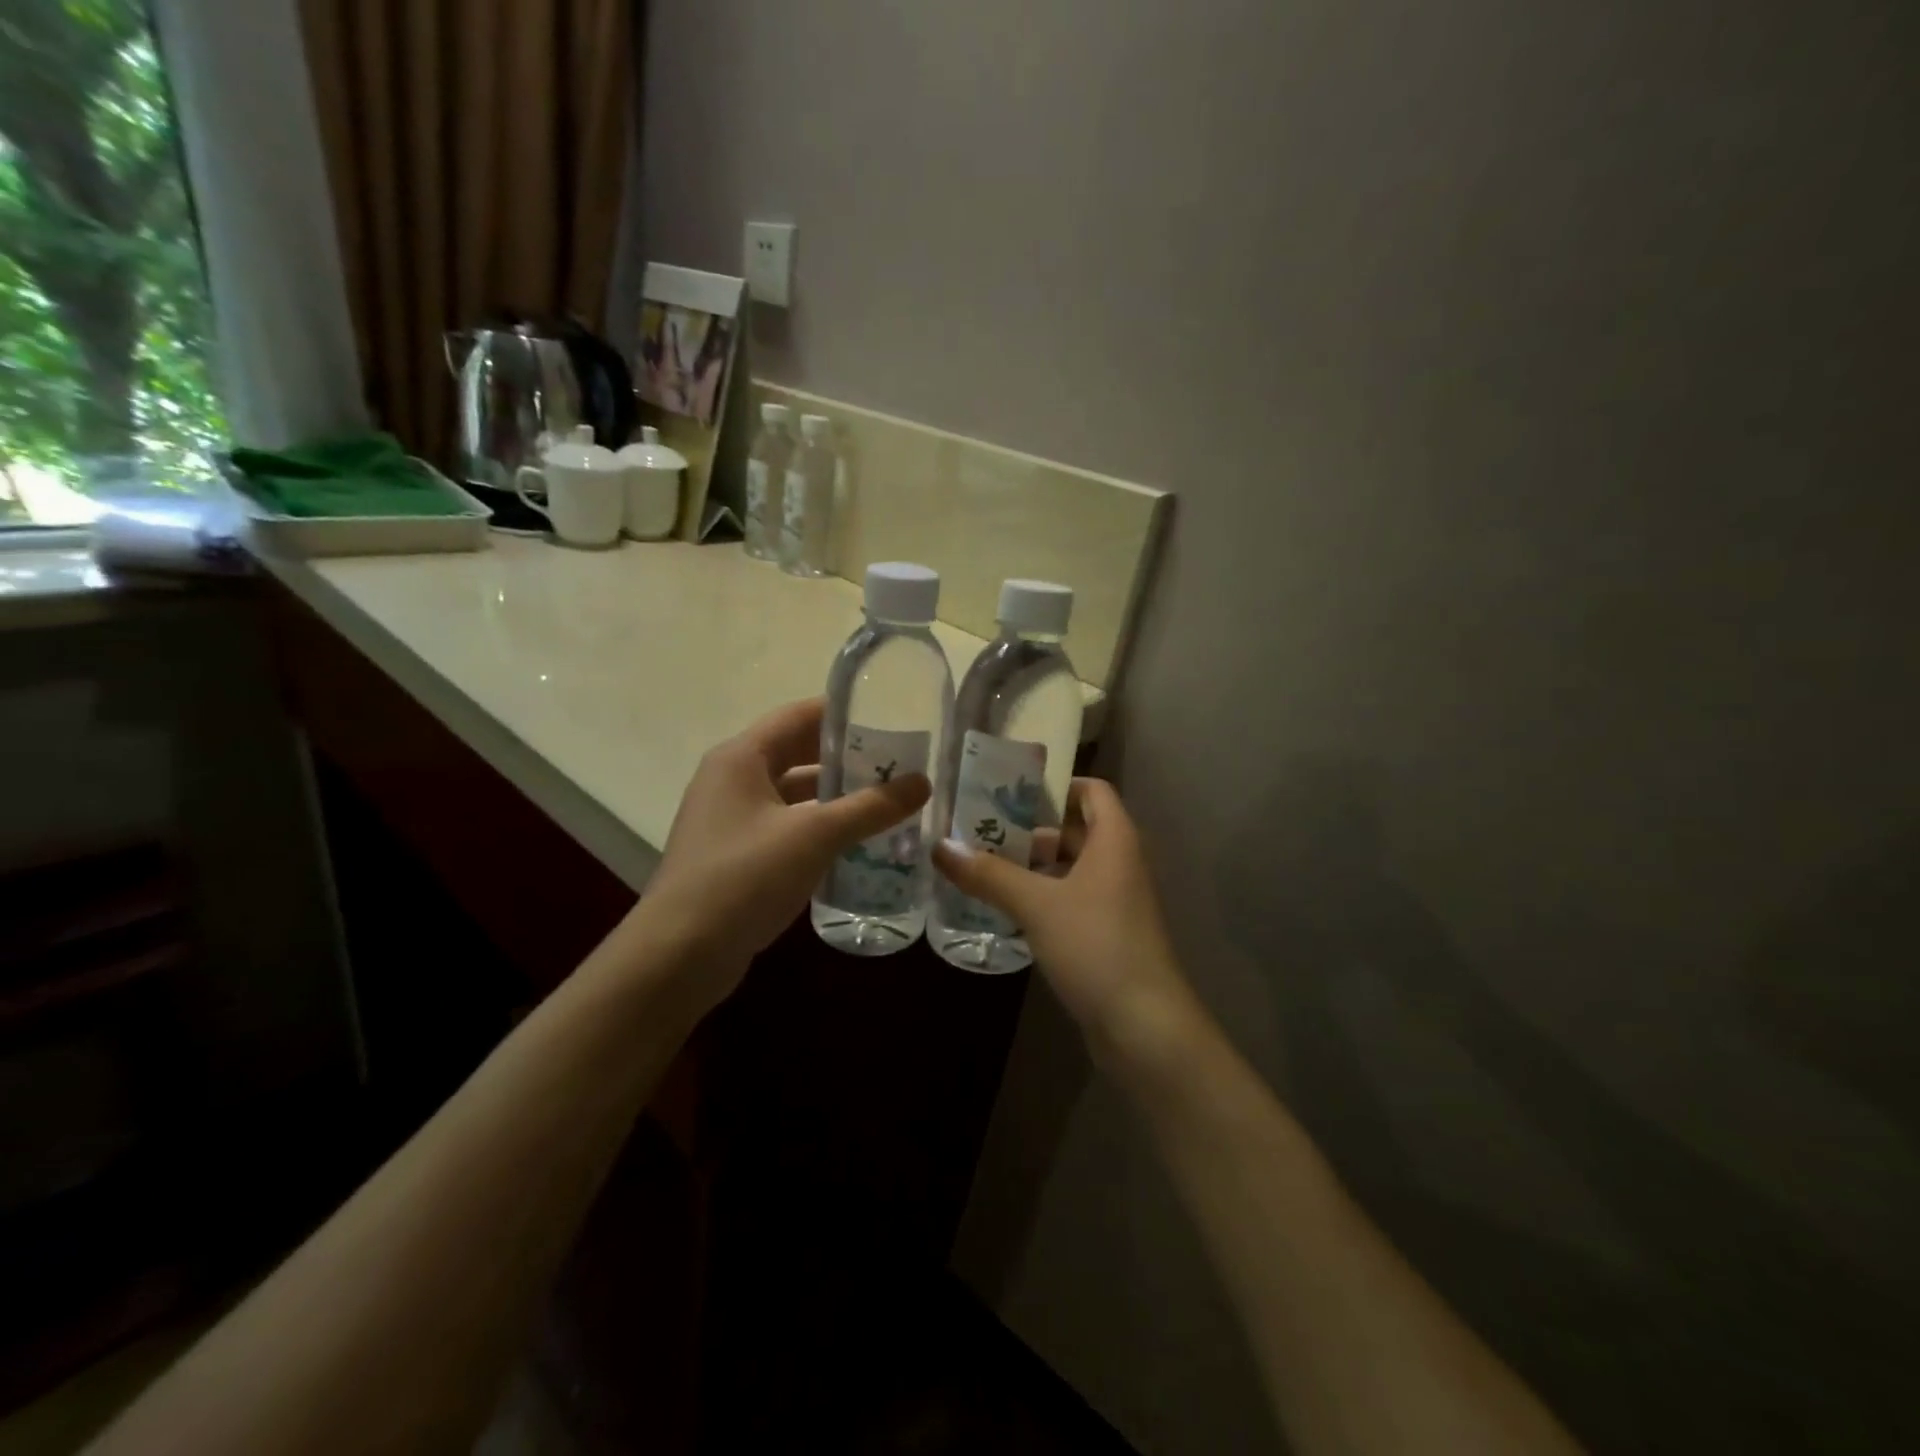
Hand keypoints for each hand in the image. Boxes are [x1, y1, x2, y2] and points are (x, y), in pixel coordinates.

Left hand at [629, 698, 928, 1011]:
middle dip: (847, 758)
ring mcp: (732, 819)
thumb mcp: (814, 836)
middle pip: (797, 753)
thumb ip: (870, 807)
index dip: (844, 714)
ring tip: (888, 802)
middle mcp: (732, 779)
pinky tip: (857, 843)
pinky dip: (820, 828)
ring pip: (794, 794)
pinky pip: (787, 827)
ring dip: (836, 797)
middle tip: (899, 765)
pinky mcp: (737, 855)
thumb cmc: (744, 878)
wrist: (680, 955)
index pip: (798, 715)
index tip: (891, 720)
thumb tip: (922, 783)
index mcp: (740, 757)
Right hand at [933, 780, 1200, 1061]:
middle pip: (1075, 830)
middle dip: (1030, 830)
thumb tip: (941, 846)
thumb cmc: (1096, 946)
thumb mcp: (1037, 905)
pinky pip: (1071, 900)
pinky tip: (1005, 908)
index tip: (1009, 791)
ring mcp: (1116, 901)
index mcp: (1115, 840)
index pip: (1092, 791)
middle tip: (980, 831)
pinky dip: (1042, 897)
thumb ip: (989, 874)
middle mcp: (1120, 863)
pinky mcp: (1108, 934)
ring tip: (982, 868)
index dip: (1055, 786)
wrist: (1145, 1026)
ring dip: (1032, 867)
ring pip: (1070, 868)